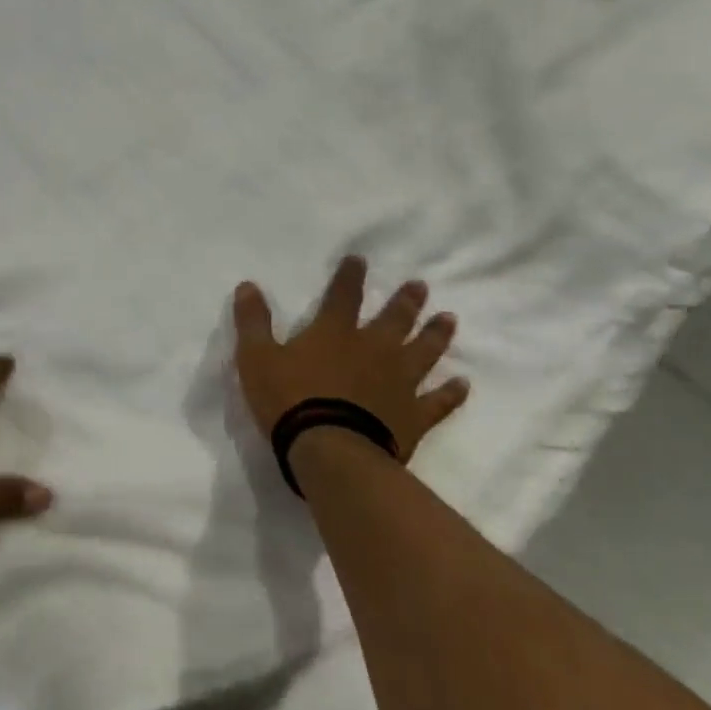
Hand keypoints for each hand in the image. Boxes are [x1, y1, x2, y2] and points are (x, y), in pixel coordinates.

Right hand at [231, 257, 469, 462]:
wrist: (331, 450)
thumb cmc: (289, 400)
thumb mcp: (256, 357)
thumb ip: (253, 321)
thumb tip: (247, 285)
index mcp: (334, 333)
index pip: (343, 295)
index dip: (350, 276)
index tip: (360, 259)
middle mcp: (373, 350)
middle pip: (393, 319)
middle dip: (405, 301)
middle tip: (420, 285)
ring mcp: (398, 383)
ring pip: (422, 352)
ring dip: (435, 335)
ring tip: (449, 319)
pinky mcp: (413, 416)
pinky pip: (437, 402)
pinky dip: (450, 394)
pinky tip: (463, 384)